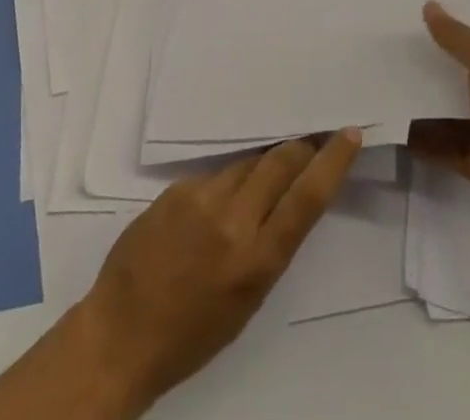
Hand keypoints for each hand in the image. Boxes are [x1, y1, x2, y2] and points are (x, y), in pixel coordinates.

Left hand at [78, 130, 360, 413]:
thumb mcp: (247, 301)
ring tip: (261, 178)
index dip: (332, 161)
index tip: (349, 133)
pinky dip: (225, 182)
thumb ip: (270, 245)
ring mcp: (202, 198)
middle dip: (300, 148)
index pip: (307, 197)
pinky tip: (213, 205)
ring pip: (247, 163)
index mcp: (257, 260)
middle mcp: (234, 220)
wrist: (120, 335)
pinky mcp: (177, 188)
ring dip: (261, 166)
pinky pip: (214, 175)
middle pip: (280, 162)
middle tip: (311, 140)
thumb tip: (286, 199)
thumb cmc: (192, 334)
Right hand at [410, 2, 469, 259]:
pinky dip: (422, 138)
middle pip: (464, 69)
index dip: (456, 21)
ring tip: (382, 81)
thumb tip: (431, 6)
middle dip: (433, 59)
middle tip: (392, 44)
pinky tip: (391, 124)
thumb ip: (456, 35)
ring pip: (451, 107)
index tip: (417, 10)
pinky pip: (444, 144)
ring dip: (423, 99)